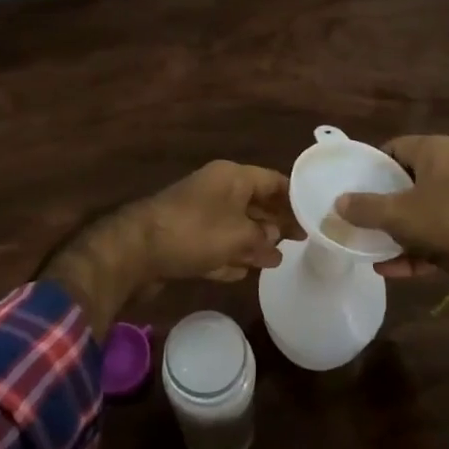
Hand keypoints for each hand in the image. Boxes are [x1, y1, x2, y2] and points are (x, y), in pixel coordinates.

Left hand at [42, 161, 299, 335]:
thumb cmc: (194, 233)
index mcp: (231, 177)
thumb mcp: (238, 235)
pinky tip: (244, 271)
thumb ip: (262, 238)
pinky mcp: (185, 239)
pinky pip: (216, 245)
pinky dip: (230, 255)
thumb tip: (274, 242)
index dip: (293, 199)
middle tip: (300, 242)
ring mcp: (199, 215)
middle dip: (275, 223)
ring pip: (235, 226)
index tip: (313, 218)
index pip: (272, 181)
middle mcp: (216, 190)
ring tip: (276, 260)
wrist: (136, 250)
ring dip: (253, 243)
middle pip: (255, 204)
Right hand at [335, 135, 448, 280]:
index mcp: (435, 150)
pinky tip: (387, 269)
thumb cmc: (446, 220)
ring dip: (394, 229)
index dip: (371, 167)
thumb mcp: (398, 214)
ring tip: (367, 243)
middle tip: (355, 214)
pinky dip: (412, 248)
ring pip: (418, 210)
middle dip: (380, 202)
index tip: (351, 185)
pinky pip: (432, 234)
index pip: (393, 148)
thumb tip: (337, 203)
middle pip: (405, 181)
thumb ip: (364, 208)